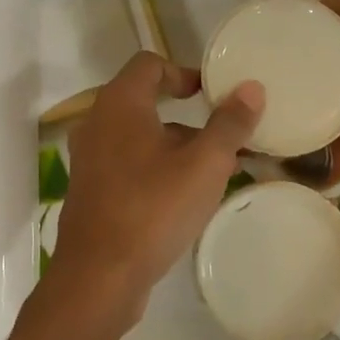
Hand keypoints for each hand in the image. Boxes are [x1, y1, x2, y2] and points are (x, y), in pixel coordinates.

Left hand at [49, 52, 264, 319]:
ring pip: (136, 137)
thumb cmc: (154, 208)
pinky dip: (154, 167)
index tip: (211, 94)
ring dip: (172, 144)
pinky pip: (126, 164)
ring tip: (211, 170)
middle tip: (220, 133)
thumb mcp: (205, 164)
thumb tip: (251, 88)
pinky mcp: (89, 191)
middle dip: (186, 115)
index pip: (149, 64)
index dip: (183, 72)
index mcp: (119, 104)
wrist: (99, 275)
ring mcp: (88, 159)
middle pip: (143, 101)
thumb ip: (229, 123)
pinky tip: (182, 197)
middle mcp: (96, 123)